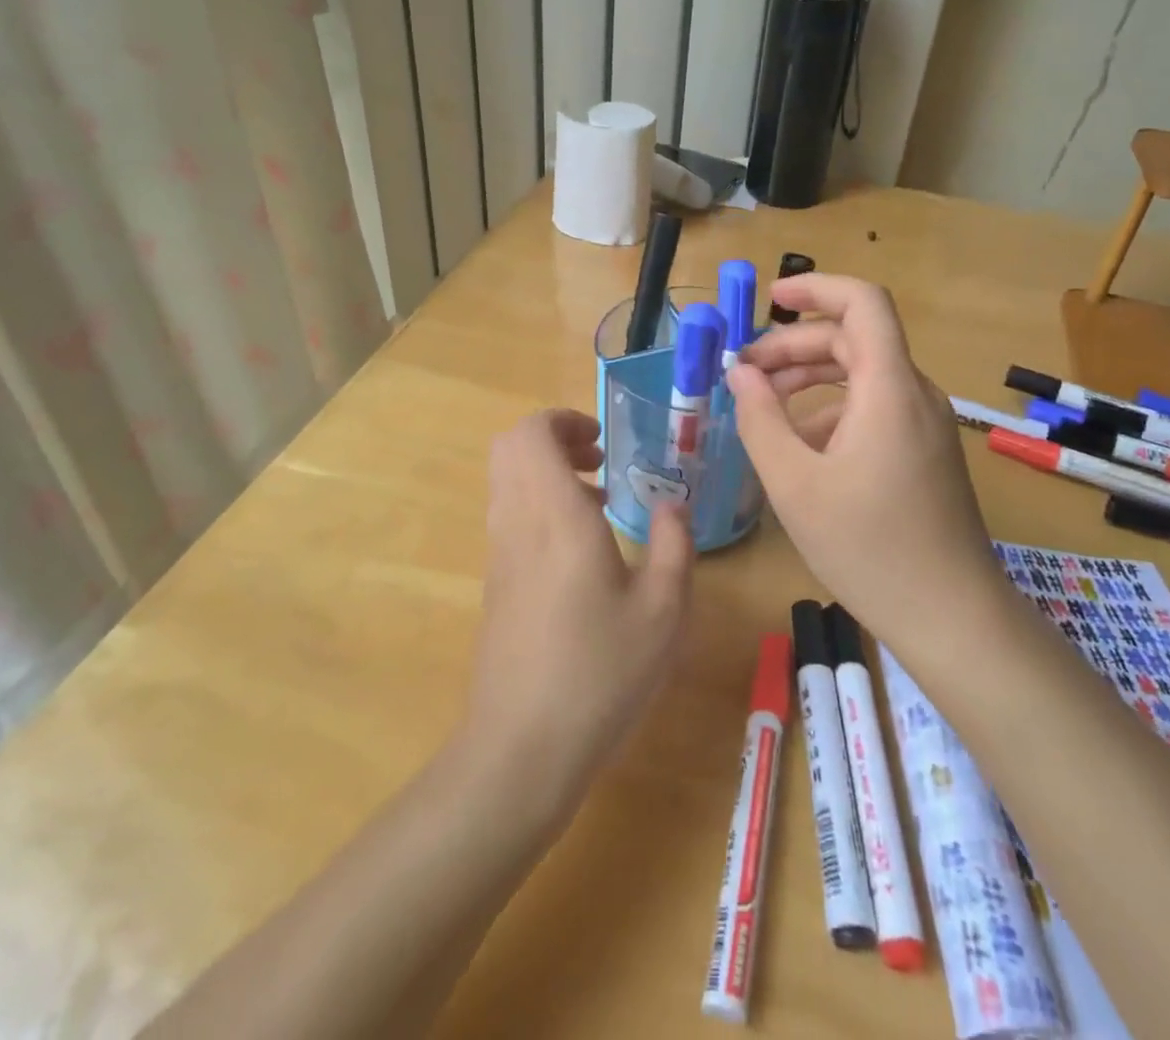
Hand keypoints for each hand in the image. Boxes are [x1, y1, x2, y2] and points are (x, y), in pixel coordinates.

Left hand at [465, 409, 696, 810]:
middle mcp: (517, 522)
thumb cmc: (600, 673)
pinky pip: (509, 514)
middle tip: (599, 461)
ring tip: (598, 502)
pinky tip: (581, 550)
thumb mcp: (663, 610)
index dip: (563, 420)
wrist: (521, 748)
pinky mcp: (495, 582)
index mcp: (554, 515)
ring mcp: (499, 553)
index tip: (603, 441)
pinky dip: (539, 505)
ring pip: (507, 480)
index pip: (530, 433)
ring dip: (547, 472)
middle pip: (510, 448)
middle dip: (554, 439)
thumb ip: (674, 544)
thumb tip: (673, 503)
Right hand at [726, 275, 1009, 639]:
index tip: (770, 300)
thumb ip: (760, 420)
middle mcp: (913, 394)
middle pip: (853, 340)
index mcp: (888, 389)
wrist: (953, 617)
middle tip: (744, 373)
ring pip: (862, 375)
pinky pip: (874, 408)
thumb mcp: (794, 484)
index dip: (816, 288)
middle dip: (794, 346)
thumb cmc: (869, 548)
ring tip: (762, 405)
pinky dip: (832, 410)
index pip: (863, 303)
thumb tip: (740, 374)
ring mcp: (924, 424)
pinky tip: (799, 447)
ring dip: (809, 377)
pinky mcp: (925, 452)